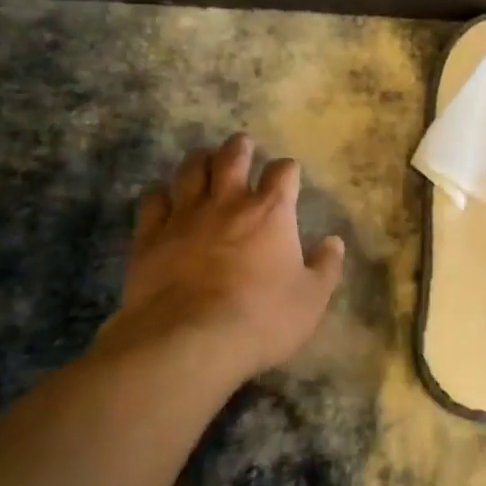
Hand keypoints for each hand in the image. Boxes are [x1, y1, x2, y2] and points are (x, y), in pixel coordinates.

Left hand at [102, 135, 344, 383]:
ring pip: (190, 170)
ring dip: (199, 160)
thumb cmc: (261, 319)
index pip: (283, 172)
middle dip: (239, 147)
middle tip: (242, 145)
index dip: (287, 170)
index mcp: (271, 212)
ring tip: (203, 161)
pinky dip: (160, 195)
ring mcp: (185, 215)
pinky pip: (153, 201)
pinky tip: (163, 200)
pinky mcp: (150, 236)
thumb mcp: (311, 300)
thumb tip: (334, 242)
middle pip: (232, 156)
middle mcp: (228, 202)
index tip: (288, 175)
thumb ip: (325, 267)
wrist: (189, 341)